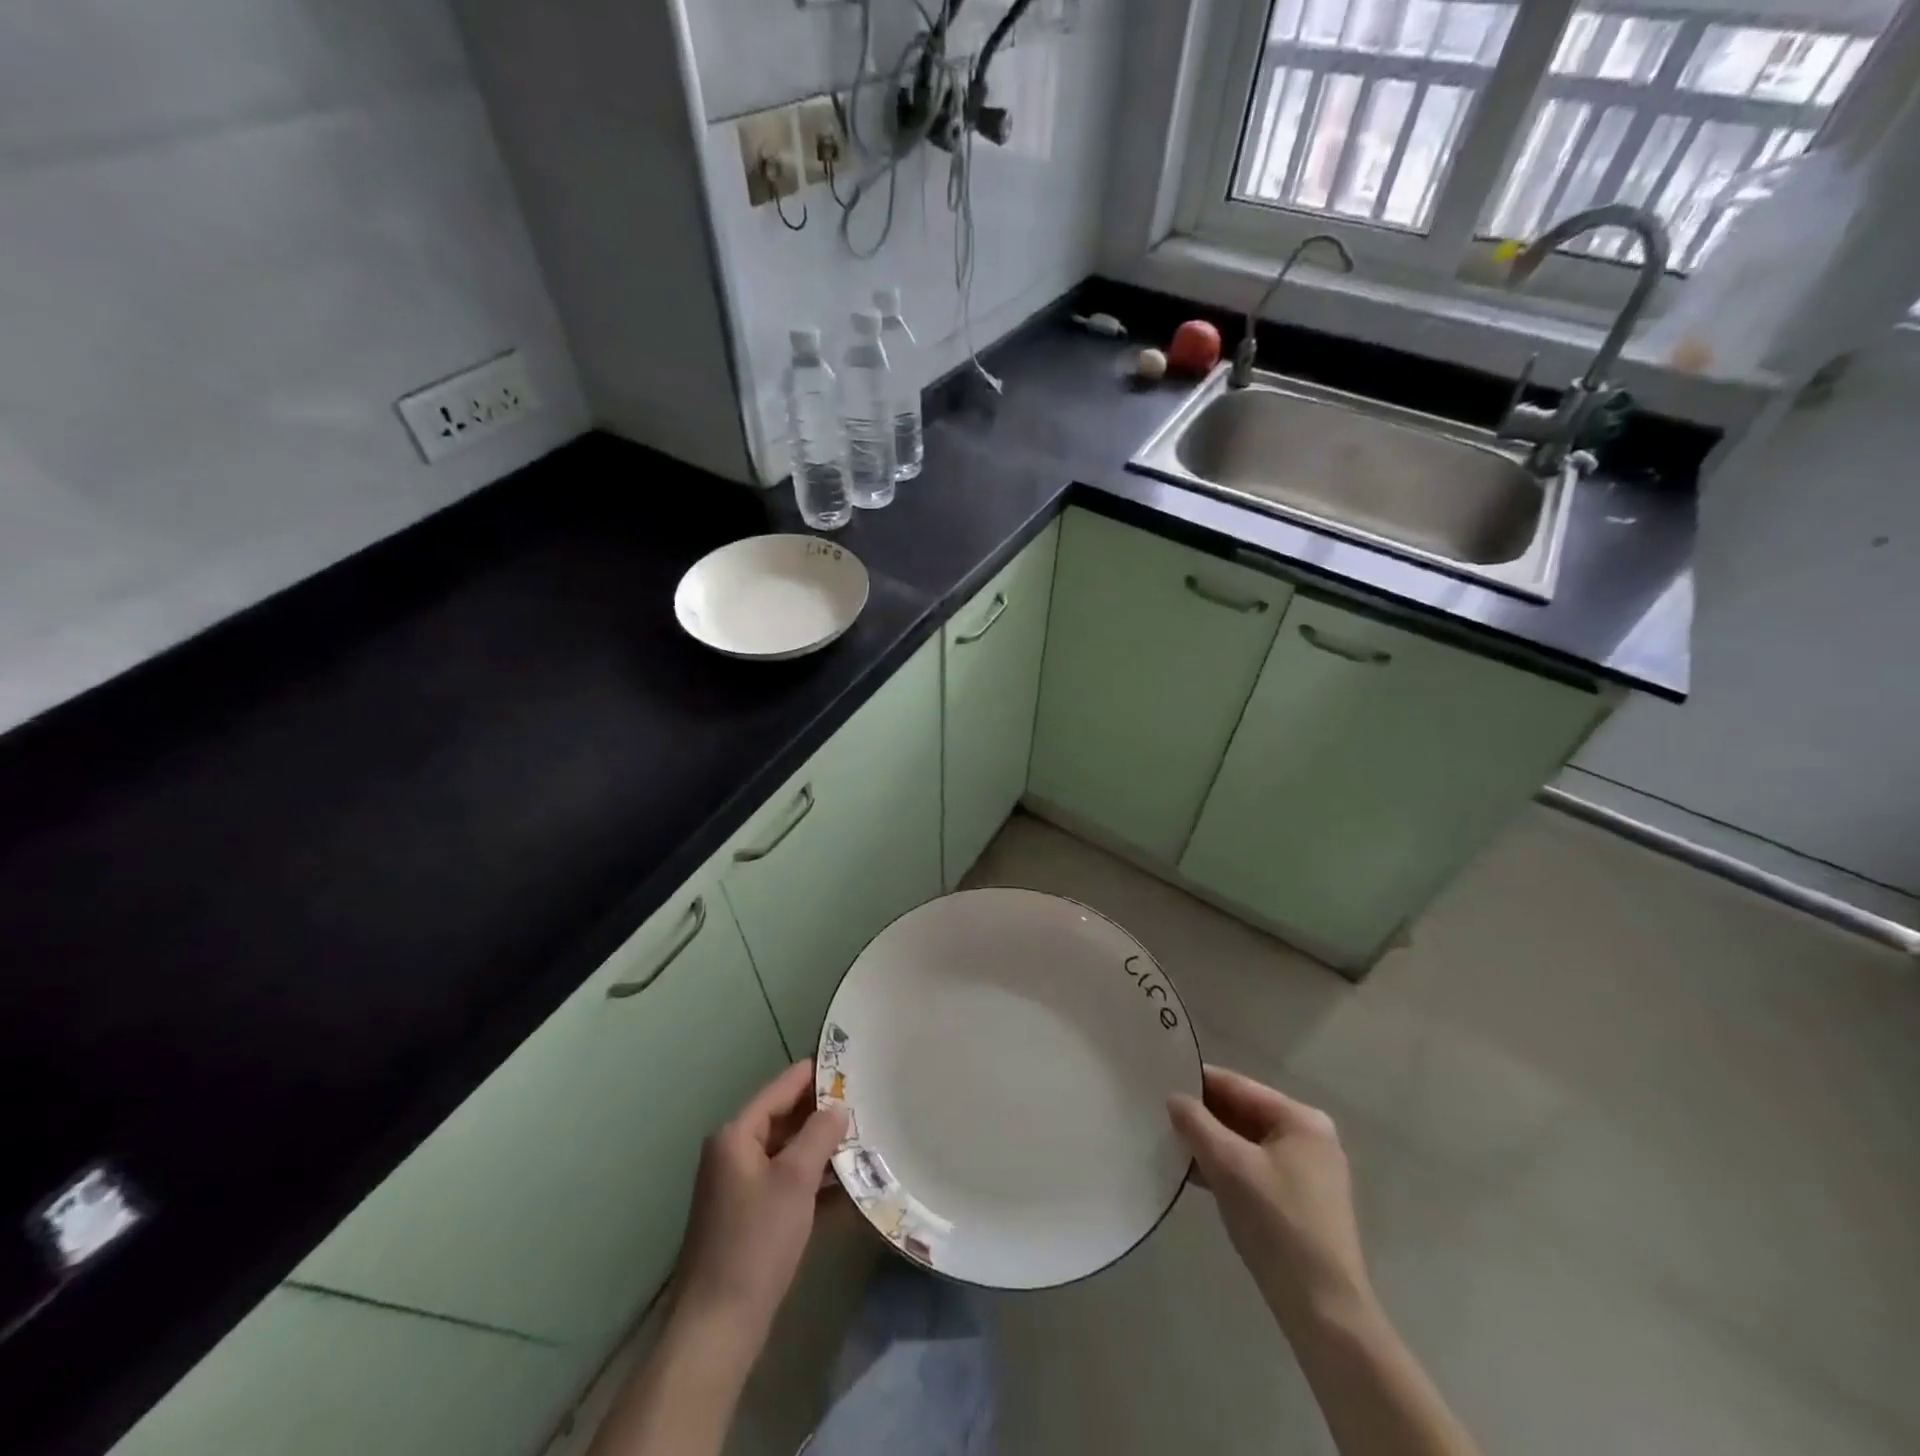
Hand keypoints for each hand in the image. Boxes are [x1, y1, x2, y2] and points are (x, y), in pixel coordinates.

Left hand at [673, 1060, 847, 1344]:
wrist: (719, 1327)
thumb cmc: (756, 1241)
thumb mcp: (794, 1180)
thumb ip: (819, 1135)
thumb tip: (838, 1108)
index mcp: (736, 1136)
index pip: (780, 1090)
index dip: (813, 1076)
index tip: (848, 1062)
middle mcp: (734, 1155)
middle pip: (784, 1121)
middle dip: (823, 1115)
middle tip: (865, 1103)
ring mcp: (742, 1189)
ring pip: (789, 1155)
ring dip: (823, 1151)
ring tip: (866, 1140)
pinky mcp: (752, 1220)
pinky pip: (789, 1186)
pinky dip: (816, 1184)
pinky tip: (852, 1188)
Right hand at [1169, 1065, 1371, 1331]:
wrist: (1323, 1311)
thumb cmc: (1277, 1224)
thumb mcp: (1229, 1165)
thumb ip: (1197, 1124)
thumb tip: (1174, 1098)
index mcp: (1301, 1119)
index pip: (1238, 1086)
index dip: (1197, 1081)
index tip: (1159, 1078)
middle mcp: (1308, 1138)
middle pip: (1242, 1113)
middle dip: (1202, 1115)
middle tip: (1158, 1111)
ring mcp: (1306, 1172)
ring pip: (1245, 1142)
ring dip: (1209, 1144)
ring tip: (1167, 1141)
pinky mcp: (1298, 1202)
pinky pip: (1252, 1168)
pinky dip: (1224, 1168)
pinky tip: (1191, 1174)